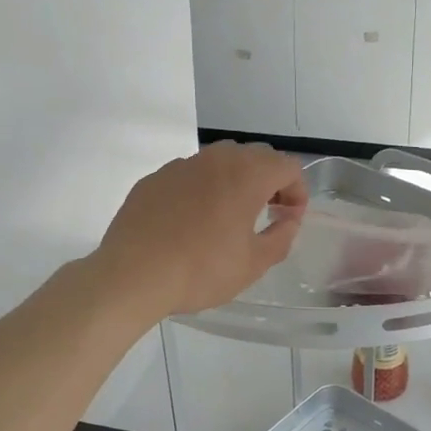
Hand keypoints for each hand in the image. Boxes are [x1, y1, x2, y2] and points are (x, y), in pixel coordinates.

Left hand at [92, 142, 308, 318]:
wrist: (133, 274)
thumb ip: (281, 237)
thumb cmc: (201, 270)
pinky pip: (190, 174)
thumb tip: (288, 220)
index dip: (297, 191)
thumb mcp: (253, 264)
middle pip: (256, 155)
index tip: (289, 218)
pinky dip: (202, 188)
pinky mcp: (155, 178)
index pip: (287, 166)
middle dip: (270, 180)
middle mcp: (216, 159)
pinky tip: (191, 220)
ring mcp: (182, 165)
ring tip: (230, 214)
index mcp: (247, 175)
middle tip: (268, 212)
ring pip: (221, 160)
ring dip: (236, 180)